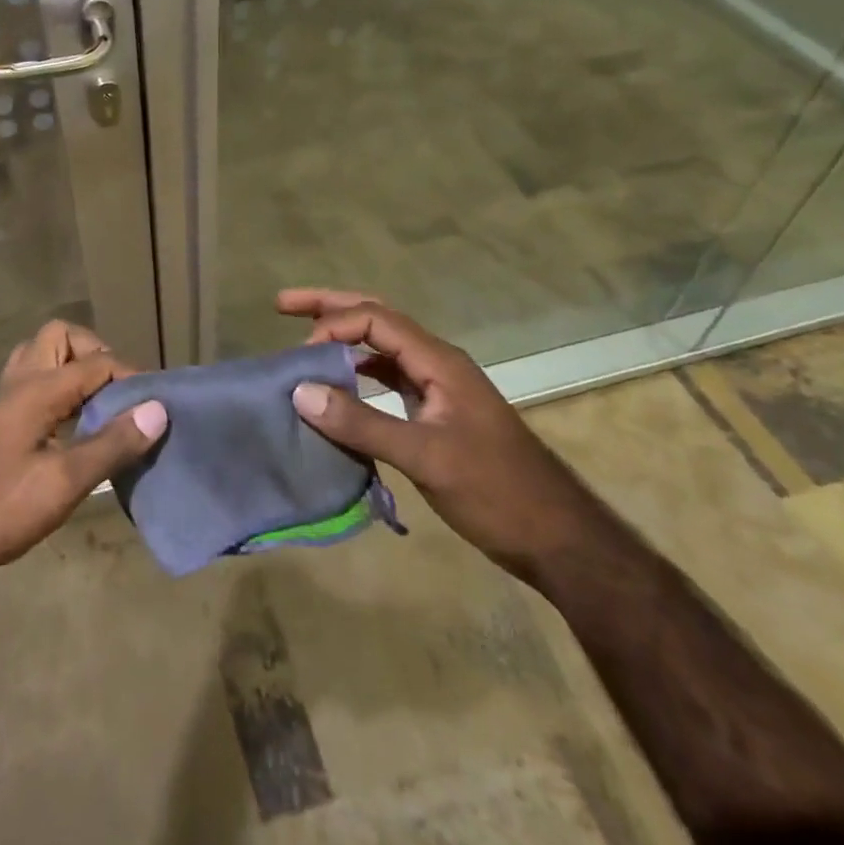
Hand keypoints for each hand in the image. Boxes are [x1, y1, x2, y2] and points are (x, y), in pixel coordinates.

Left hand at [0, 320, 167, 587]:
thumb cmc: (2, 507)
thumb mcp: (64, 482)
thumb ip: (112, 444)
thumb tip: (157, 409)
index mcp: (39, 388)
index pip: (97, 361)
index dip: (131, 377)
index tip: (154, 406)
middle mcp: (21, 381)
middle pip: (61, 336)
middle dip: (95, 354)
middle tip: (117, 393)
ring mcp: (7, 398)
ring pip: (44, 355)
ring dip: (75, 367)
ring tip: (100, 404)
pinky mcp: (1, 419)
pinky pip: (36, 379)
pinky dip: (60, 386)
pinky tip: (73, 423)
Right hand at [279, 289, 601, 576]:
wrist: (560, 541)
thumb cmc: (497, 493)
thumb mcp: (426, 457)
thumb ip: (362, 423)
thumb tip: (300, 391)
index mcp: (439, 361)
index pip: (376, 319)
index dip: (334, 325)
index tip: (301, 356)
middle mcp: (437, 364)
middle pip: (378, 318)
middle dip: (330, 307)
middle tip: (283, 303)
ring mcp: (439, 388)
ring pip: (383, 347)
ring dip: (344, 339)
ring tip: (304, 342)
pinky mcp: (437, 413)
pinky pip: (389, 378)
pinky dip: (358, 373)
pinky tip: (339, 388)